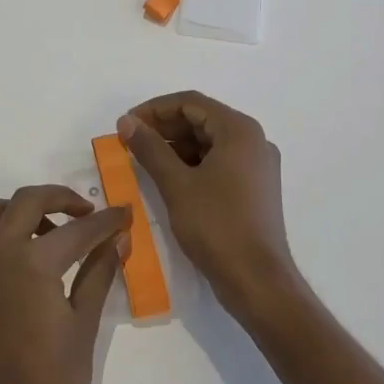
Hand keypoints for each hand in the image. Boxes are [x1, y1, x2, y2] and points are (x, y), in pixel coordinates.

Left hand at [0, 186, 128, 383]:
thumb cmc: (52, 382)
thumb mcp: (84, 325)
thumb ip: (98, 274)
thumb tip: (117, 241)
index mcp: (32, 261)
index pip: (78, 229)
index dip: (106, 221)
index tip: (125, 214)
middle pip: (28, 200)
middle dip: (61, 198)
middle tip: (87, 213)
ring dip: (25, 211)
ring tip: (52, 235)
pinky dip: (0, 235)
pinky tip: (22, 261)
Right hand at [118, 93, 308, 330]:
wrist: (257, 281)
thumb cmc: (217, 226)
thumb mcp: (176, 184)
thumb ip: (150, 148)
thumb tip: (126, 122)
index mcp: (239, 131)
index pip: (190, 103)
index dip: (154, 110)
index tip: (126, 125)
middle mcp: (253, 141)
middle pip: (201, 119)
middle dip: (164, 128)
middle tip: (130, 142)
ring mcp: (257, 166)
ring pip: (209, 142)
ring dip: (175, 146)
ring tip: (143, 160)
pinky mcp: (254, 188)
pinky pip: (219, 162)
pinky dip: (192, 164)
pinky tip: (168, 177)